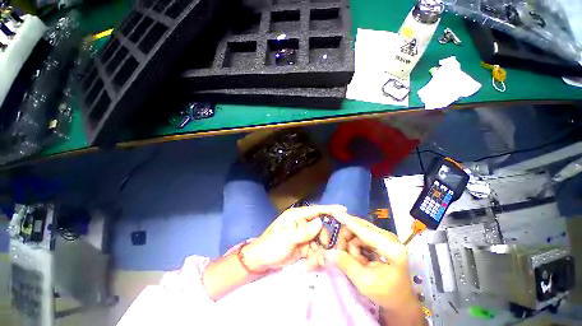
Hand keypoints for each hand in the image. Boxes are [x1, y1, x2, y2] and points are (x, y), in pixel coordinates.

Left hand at [244, 205, 347, 271]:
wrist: (261, 261)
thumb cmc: (271, 246)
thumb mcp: (287, 238)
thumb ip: (304, 231)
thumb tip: (320, 222)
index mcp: (296, 216)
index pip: (315, 210)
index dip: (330, 209)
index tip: (344, 210)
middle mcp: (301, 223)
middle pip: (320, 227)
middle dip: (323, 239)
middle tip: (323, 249)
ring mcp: (303, 235)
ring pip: (319, 240)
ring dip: (319, 251)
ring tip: (313, 260)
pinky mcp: (304, 246)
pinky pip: (315, 249)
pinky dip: (315, 257)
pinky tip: (309, 263)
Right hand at [324, 212, 422, 321]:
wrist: (401, 299)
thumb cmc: (387, 294)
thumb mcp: (365, 283)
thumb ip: (346, 264)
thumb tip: (329, 252)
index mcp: (391, 249)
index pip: (364, 231)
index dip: (348, 221)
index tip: (335, 212)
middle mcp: (389, 237)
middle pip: (359, 227)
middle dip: (346, 238)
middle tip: (340, 253)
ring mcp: (385, 236)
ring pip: (357, 231)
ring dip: (351, 244)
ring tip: (355, 261)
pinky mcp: (381, 238)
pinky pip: (360, 235)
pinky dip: (355, 245)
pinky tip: (359, 258)